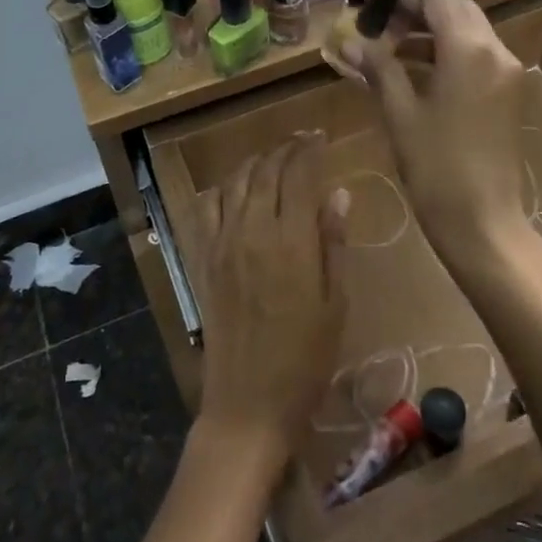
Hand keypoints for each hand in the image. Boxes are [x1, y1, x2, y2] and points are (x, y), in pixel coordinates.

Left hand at [192, 132, 348, 459]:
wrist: (249, 402)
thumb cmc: (306, 358)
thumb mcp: (335, 303)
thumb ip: (333, 243)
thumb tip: (338, 194)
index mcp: (292, 242)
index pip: (299, 175)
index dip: (309, 150)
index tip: (320, 138)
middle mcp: (253, 231)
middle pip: (266, 171)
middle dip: (285, 150)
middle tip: (301, 142)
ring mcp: (222, 243)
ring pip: (235, 182)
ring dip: (255, 162)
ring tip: (272, 158)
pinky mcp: (203, 258)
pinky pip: (207, 208)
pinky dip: (222, 188)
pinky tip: (235, 188)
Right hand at [344, 0, 535, 274]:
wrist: (482, 220)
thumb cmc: (435, 166)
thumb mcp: (400, 113)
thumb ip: (378, 68)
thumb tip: (348, 42)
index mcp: (469, 50)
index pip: (438, 1)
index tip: (374, 11)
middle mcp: (496, 51)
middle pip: (458, 11)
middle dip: (420, 13)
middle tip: (382, 29)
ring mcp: (508, 73)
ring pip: (470, 33)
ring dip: (433, 34)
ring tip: (390, 52)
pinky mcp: (509, 93)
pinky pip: (478, 57)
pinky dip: (449, 54)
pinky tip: (415, 74)